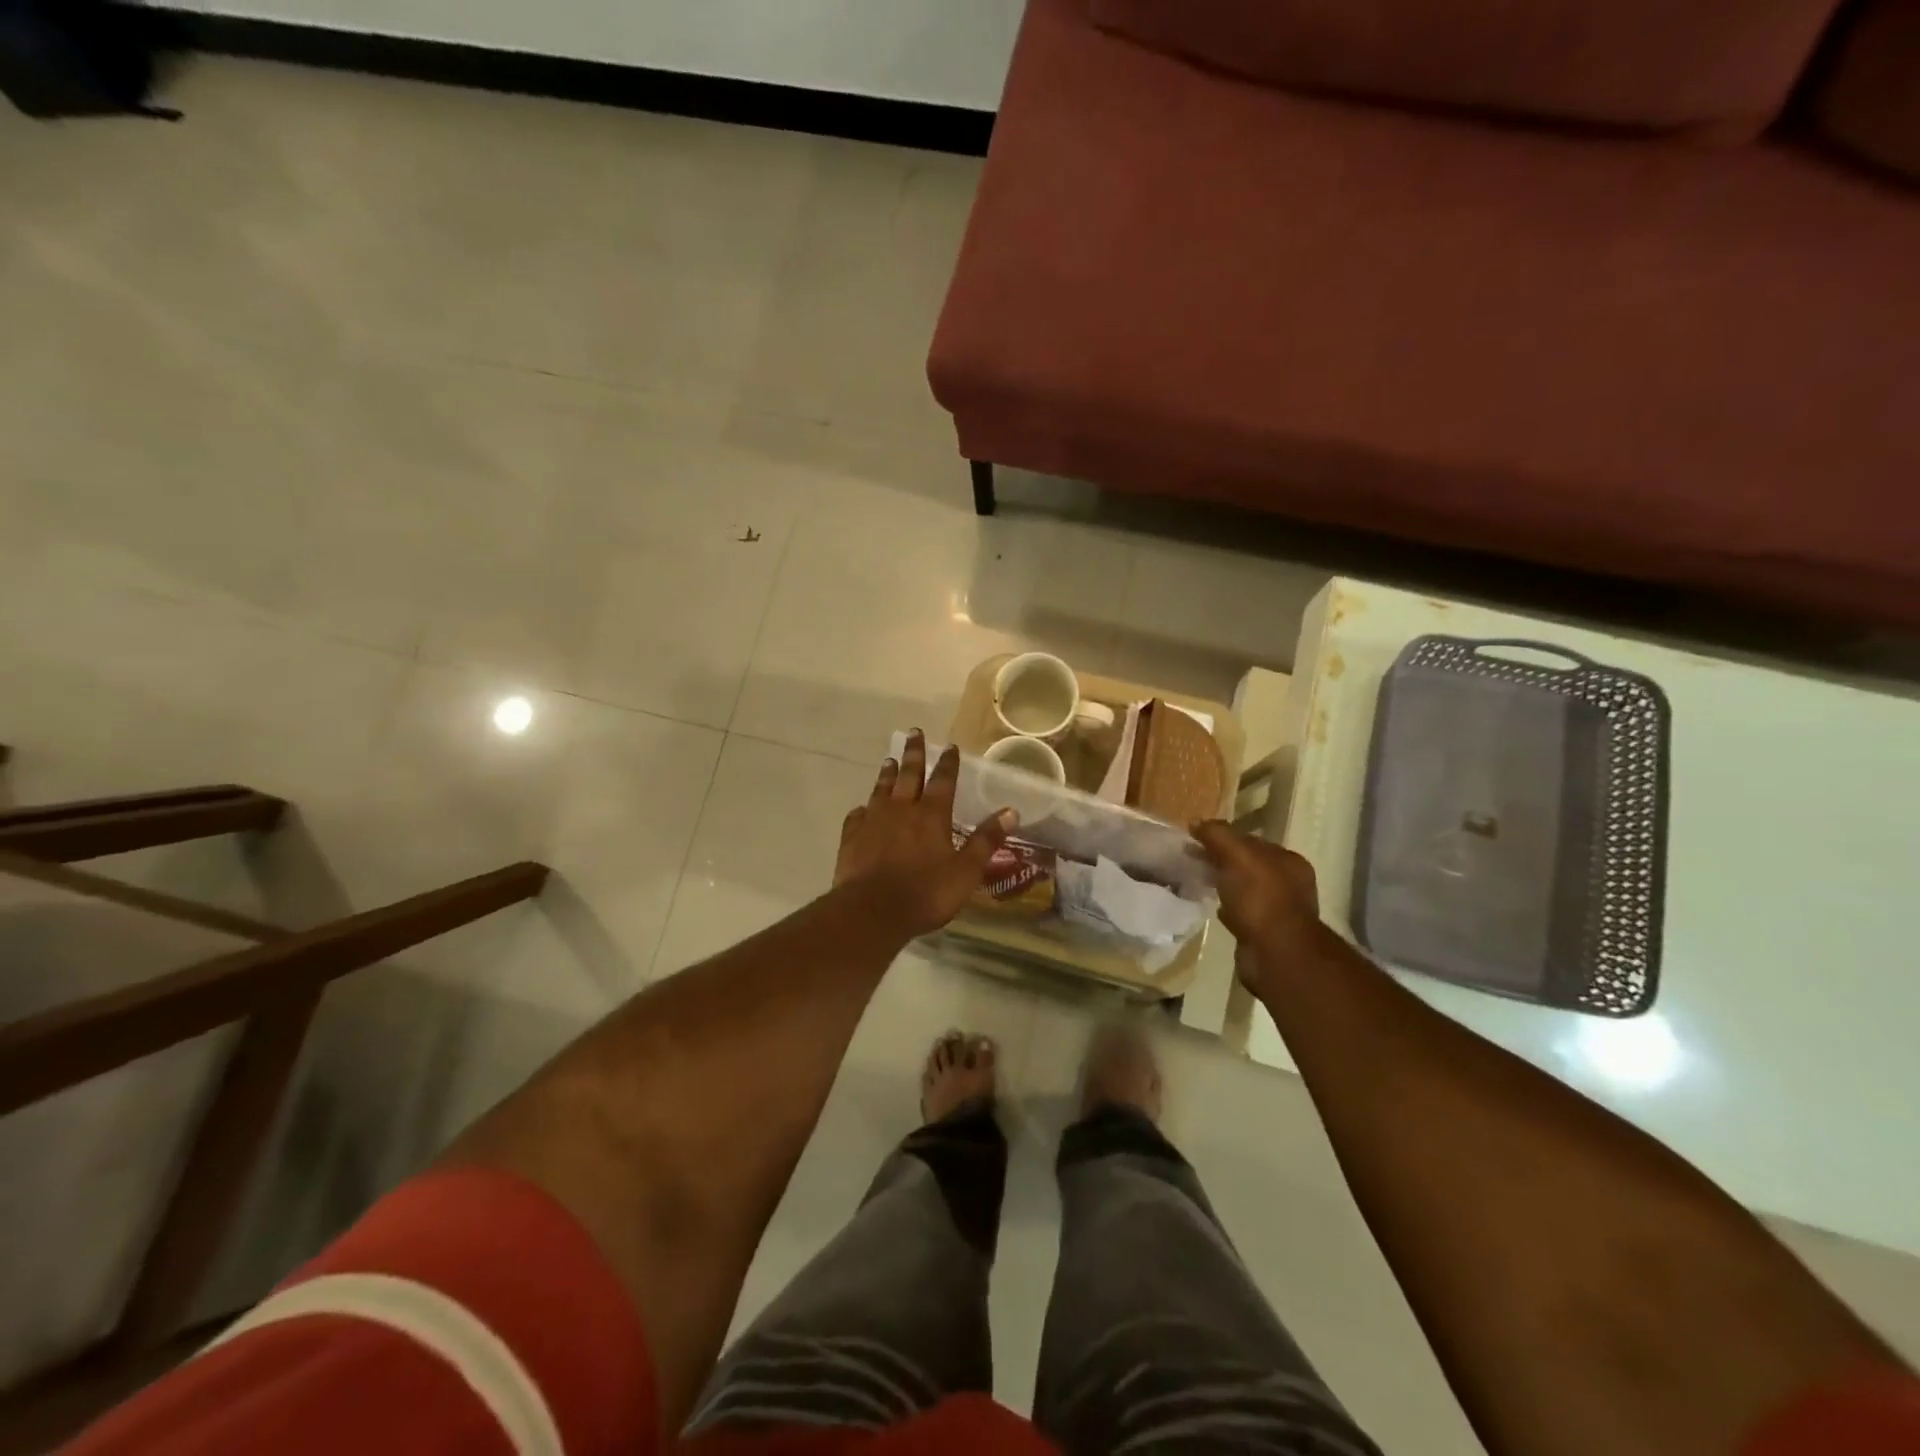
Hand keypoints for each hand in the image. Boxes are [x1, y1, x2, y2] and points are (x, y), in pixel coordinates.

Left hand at [835, 732, 1016, 940]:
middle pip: (909, 775)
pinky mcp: (852, 837)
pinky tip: (863, 808)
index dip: (947, 763)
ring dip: (888, 774)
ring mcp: (873, 821)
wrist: (871, 911)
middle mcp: (901, 810)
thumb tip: (1011, 811)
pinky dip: (863, 808)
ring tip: (890, 760)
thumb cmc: (925, 893)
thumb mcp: (966, 871)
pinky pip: (858, 815)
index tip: (949, 746)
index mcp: (932, 815)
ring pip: (882, 789)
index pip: (943, 781)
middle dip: (914, 753)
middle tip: (914, 732)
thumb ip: (986, 840)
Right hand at [1192, 821, 1326, 998]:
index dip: (1223, 837)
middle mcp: (1288, 884)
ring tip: (1197, 881)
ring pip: (1243, 889)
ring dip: (1223, 884)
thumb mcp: (1238, 857)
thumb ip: (1218, 836)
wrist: (1275, 955)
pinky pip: (1241, 912)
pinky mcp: (1264, 933)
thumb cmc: (1261, 899)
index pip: (1250, 841)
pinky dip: (1226, 907)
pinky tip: (1212, 906)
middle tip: (1190, 859)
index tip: (1194, 839)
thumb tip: (1197, 822)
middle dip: (1221, 860)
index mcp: (1288, 861)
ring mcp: (1277, 911)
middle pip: (1247, 864)